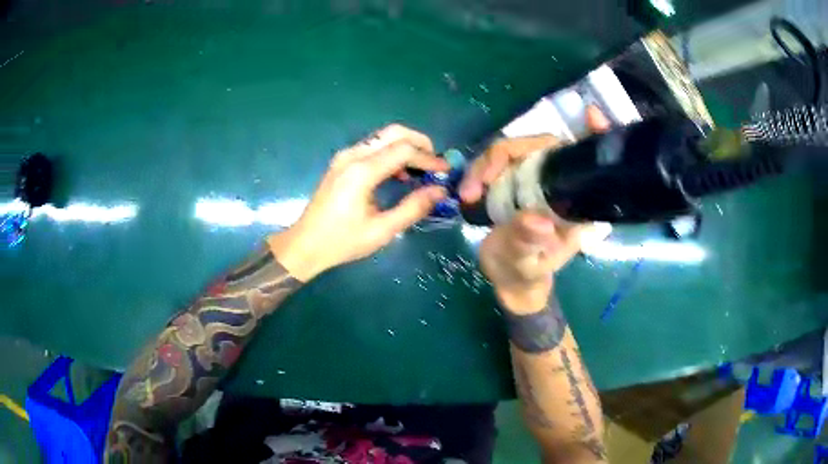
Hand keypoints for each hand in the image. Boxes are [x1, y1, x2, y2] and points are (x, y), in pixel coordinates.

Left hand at [269, 124, 448, 280]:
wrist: (306, 244)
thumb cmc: (342, 241)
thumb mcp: (382, 230)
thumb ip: (413, 208)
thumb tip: (440, 191)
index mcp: (361, 172)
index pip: (404, 150)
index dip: (428, 158)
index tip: (445, 171)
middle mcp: (353, 156)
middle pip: (394, 133)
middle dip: (419, 142)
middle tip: (435, 162)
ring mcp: (345, 156)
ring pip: (383, 137)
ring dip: (406, 146)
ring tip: (421, 170)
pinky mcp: (342, 161)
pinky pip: (372, 147)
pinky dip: (391, 152)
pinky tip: (399, 174)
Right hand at [464, 106, 609, 311]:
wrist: (508, 277)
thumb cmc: (525, 273)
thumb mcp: (527, 264)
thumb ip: (529, 244)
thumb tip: (537, 222)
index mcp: (576, 201)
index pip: (588, 161)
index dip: (595, 136)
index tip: (593, 116)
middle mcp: (558, 182)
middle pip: (538, 146)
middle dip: (503, 155)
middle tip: (476, 185)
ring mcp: (533, 178)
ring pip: (511, 150)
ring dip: (484, 165)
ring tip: (467, 194)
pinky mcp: (513, 179)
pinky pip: (497, 162)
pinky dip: (479, 170)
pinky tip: (469, 190)